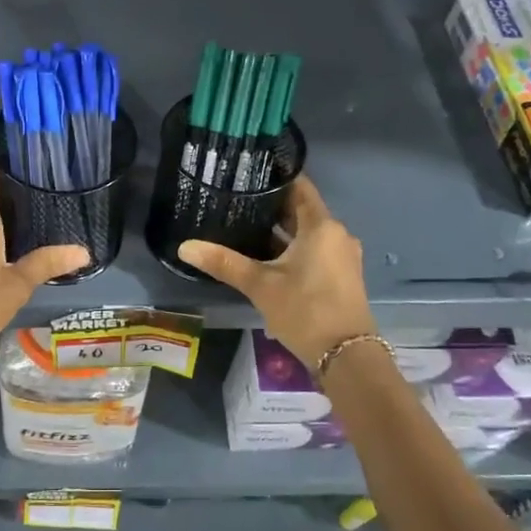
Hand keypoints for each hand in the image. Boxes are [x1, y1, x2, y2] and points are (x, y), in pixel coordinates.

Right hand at [178, 176, 375, 369]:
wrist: (346, 357)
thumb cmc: (305, 310)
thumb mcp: (260, 285)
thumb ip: (224, 262)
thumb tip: (185, 246)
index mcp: (321, 226)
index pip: (299, 187)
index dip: (274, 178)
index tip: (247, 173)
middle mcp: (336, 234)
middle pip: (302, 210)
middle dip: (271, 206)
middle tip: (236, 200)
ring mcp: (342, 256)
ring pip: (307, 233)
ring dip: (281, 230)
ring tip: (244, 226)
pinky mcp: (341, 275)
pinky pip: (314, 250)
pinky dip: (292, 248)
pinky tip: (265, 256)